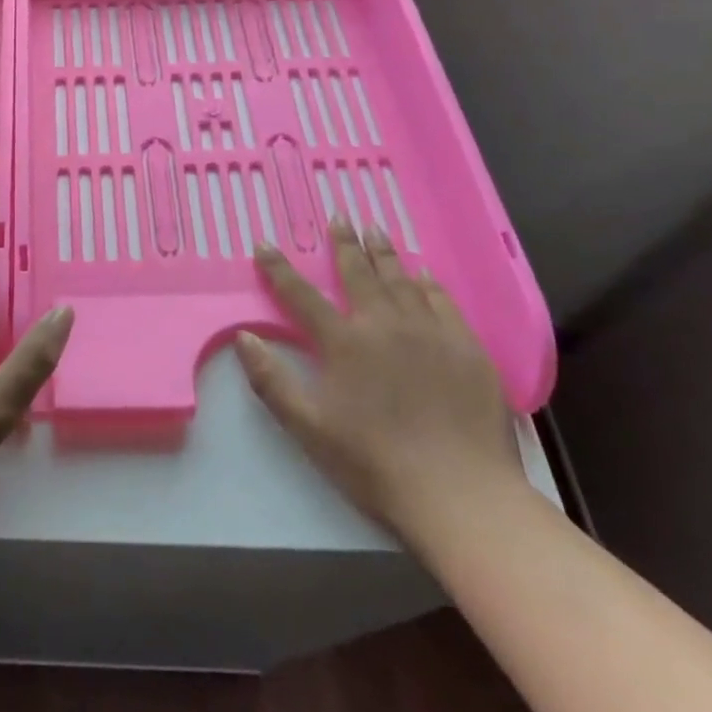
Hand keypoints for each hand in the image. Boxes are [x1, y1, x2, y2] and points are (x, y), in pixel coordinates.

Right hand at [237, 221, 521, 545]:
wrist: (461, 494)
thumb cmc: (374, 463)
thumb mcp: (308, 427)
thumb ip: (272, 380)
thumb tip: (243, 336)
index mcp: (344, 342)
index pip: (301, 295)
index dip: (279, 269)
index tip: (265, 244)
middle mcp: (384, 324)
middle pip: (358, 273)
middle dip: (344, 244)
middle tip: (339, 217)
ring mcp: (430, 332)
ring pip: (402, 280)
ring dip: (385, 254)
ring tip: (376, 231)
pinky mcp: (467, 348)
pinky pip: (443, 302)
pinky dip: (429, 283)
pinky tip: (425, 274)